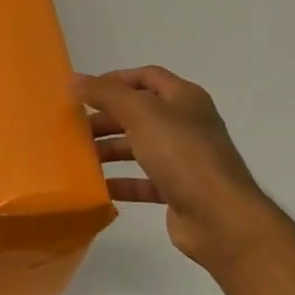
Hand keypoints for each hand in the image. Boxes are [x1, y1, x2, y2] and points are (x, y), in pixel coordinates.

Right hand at [75, 65, 282, 269]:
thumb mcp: (140, 114)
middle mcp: (186, 125)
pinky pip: (144, 181)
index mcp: (184, 99)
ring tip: (79, 156)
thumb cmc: (182, 154)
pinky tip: (97, 186)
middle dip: (107, 117)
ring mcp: (184, 159)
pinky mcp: (179, 191)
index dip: (115, 80)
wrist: (220, 217)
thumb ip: (106, 94)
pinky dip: (121, 182)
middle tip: (74, 126)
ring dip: (110, 149)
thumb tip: (74, 79)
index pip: (147, 77)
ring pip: (140, 147)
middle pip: (140, 113)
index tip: (83, 92)